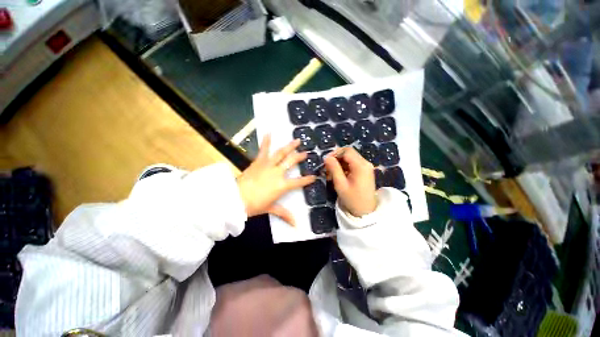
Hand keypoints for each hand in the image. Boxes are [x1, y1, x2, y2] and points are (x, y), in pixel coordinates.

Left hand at [236, 135, 315, 225]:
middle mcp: (278, 173)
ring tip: (296, 140)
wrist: (235, 198)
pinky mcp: (258, 162)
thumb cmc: (254, 205)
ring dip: (290, 146)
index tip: (314, 176)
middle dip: (300, 157)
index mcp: (282, 185)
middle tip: (306, 153)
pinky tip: (269, 132)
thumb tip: (296, 224)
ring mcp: (268, 165)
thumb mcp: (270, 209)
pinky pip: (263, 150)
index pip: (298, 182)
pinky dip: (266, 141)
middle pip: (291, 163)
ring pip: (281, 154)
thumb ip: (284, 214)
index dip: (307, 179)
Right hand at [324, 148, 376, 216]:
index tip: (325, 162)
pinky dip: (343, 168)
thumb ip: (334, 169)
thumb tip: (326, 157)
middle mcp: (365, 163)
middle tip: (327, 168)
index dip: (335, 153)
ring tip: (330, 174)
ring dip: (339, 164)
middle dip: (336, 159)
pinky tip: (337, 176)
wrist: (366, 212)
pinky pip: (352, 165)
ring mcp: (366, 167)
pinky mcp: (364, 171)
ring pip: (349, 159)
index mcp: (361, 165)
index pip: (346, 151)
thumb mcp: (340, 184)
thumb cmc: (352, 199)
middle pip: (348, 153)